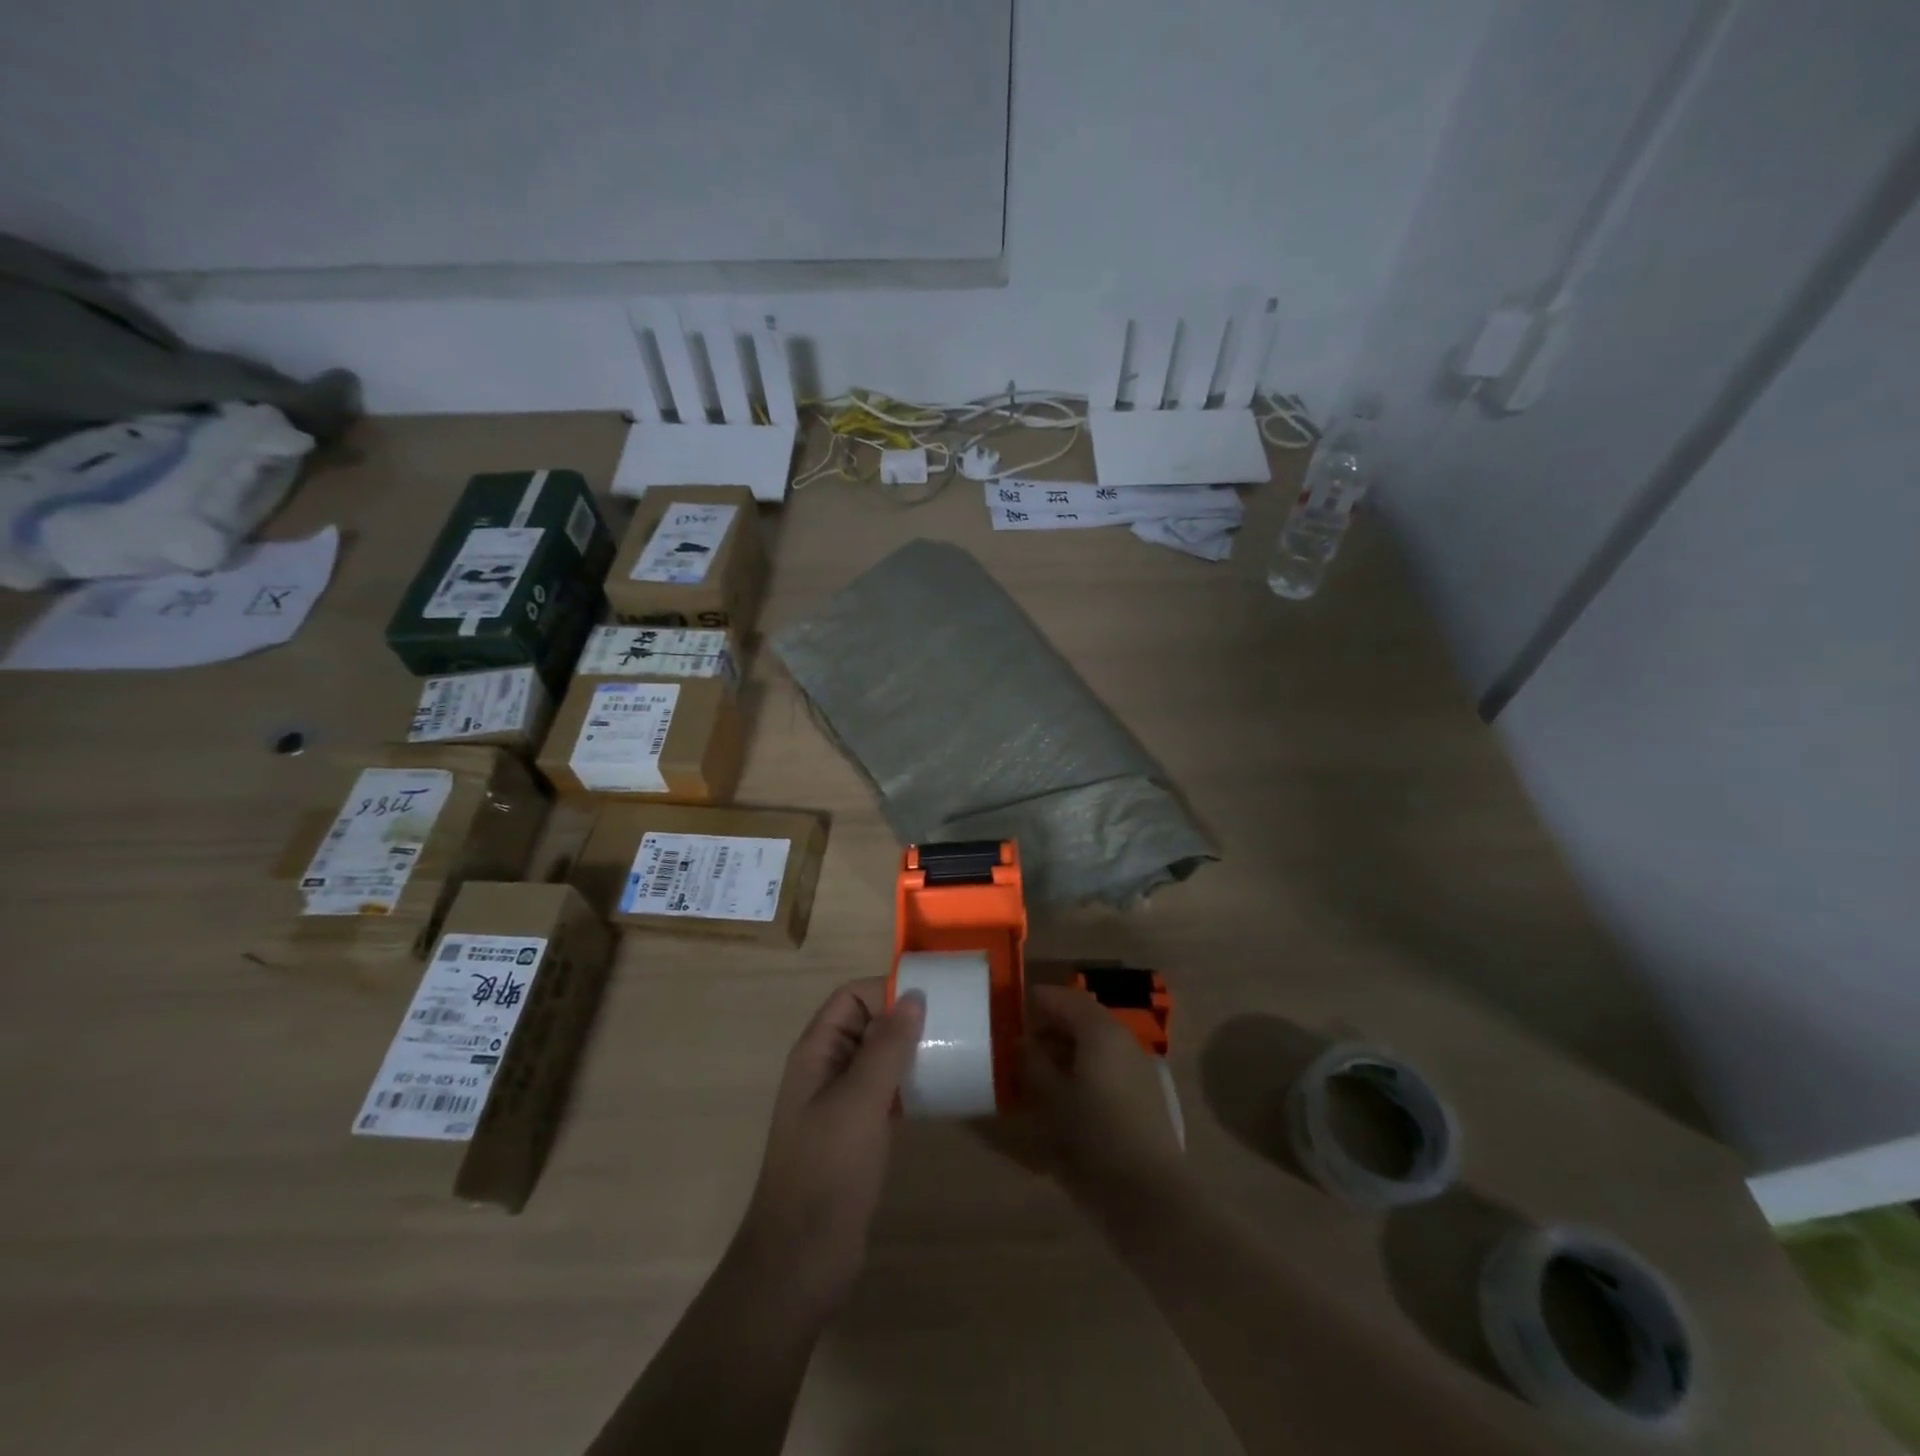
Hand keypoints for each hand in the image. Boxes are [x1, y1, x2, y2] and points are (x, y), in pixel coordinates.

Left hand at [731, 978, 924, 1316]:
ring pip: (878, 1058)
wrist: (801, 1259)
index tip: (932, 999)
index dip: (887, 990)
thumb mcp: (860, 1100)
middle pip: (866, 1023)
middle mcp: (825, 1069)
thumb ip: (887, 1046)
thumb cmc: (828, 1169)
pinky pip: (885, 1091)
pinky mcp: (856, 1133)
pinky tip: (939, 1090)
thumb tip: (914, 995)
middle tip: (953, 1023)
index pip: (851, 997)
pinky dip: (909, 1083)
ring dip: (910, 1051)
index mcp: (816, 1052)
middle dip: (904, 1018)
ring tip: (953, 1051)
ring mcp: (840, 1103)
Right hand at [1024, 984, 1184, 1204]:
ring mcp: (1137, 1067)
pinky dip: (1085, 1067)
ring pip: (1096, 1043)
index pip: (1066, 998)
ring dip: (1067, 1048)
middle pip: (1083, 1018)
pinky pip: (1108, 1066)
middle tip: (1022, 1043)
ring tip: (1038, 1070)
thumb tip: (1023, 1042)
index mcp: (1100, 1031)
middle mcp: (1122, 1040)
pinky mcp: (1144, 1094)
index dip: (1040, 1000)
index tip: (1014, 1008)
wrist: (1147, 1193)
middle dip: (1052, 1025)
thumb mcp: (1051, 1097)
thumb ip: (1033, 1063)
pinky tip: (1065, 1093)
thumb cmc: (1092, 1136)